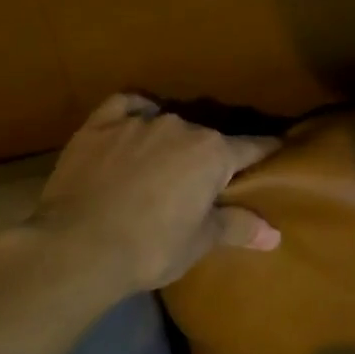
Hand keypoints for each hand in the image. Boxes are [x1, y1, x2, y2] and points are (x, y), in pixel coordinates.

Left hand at [25, 93, 280, 296]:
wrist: (77, 246)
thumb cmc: (151, 247)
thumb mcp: (200, 242)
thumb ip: (238, 227)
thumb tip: (275, 234)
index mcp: (212, 152)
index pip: (251, 147)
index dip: (265, 151)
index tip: (277, 149)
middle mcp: (180, 126)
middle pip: (205, 137)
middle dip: (208, 154)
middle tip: (202, 180)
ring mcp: (137, 121)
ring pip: (166, 122)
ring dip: (170, 140)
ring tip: (162, 163)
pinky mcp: (99, 125)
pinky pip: (125, 106)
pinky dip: (134, 113)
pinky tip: (132, 124)